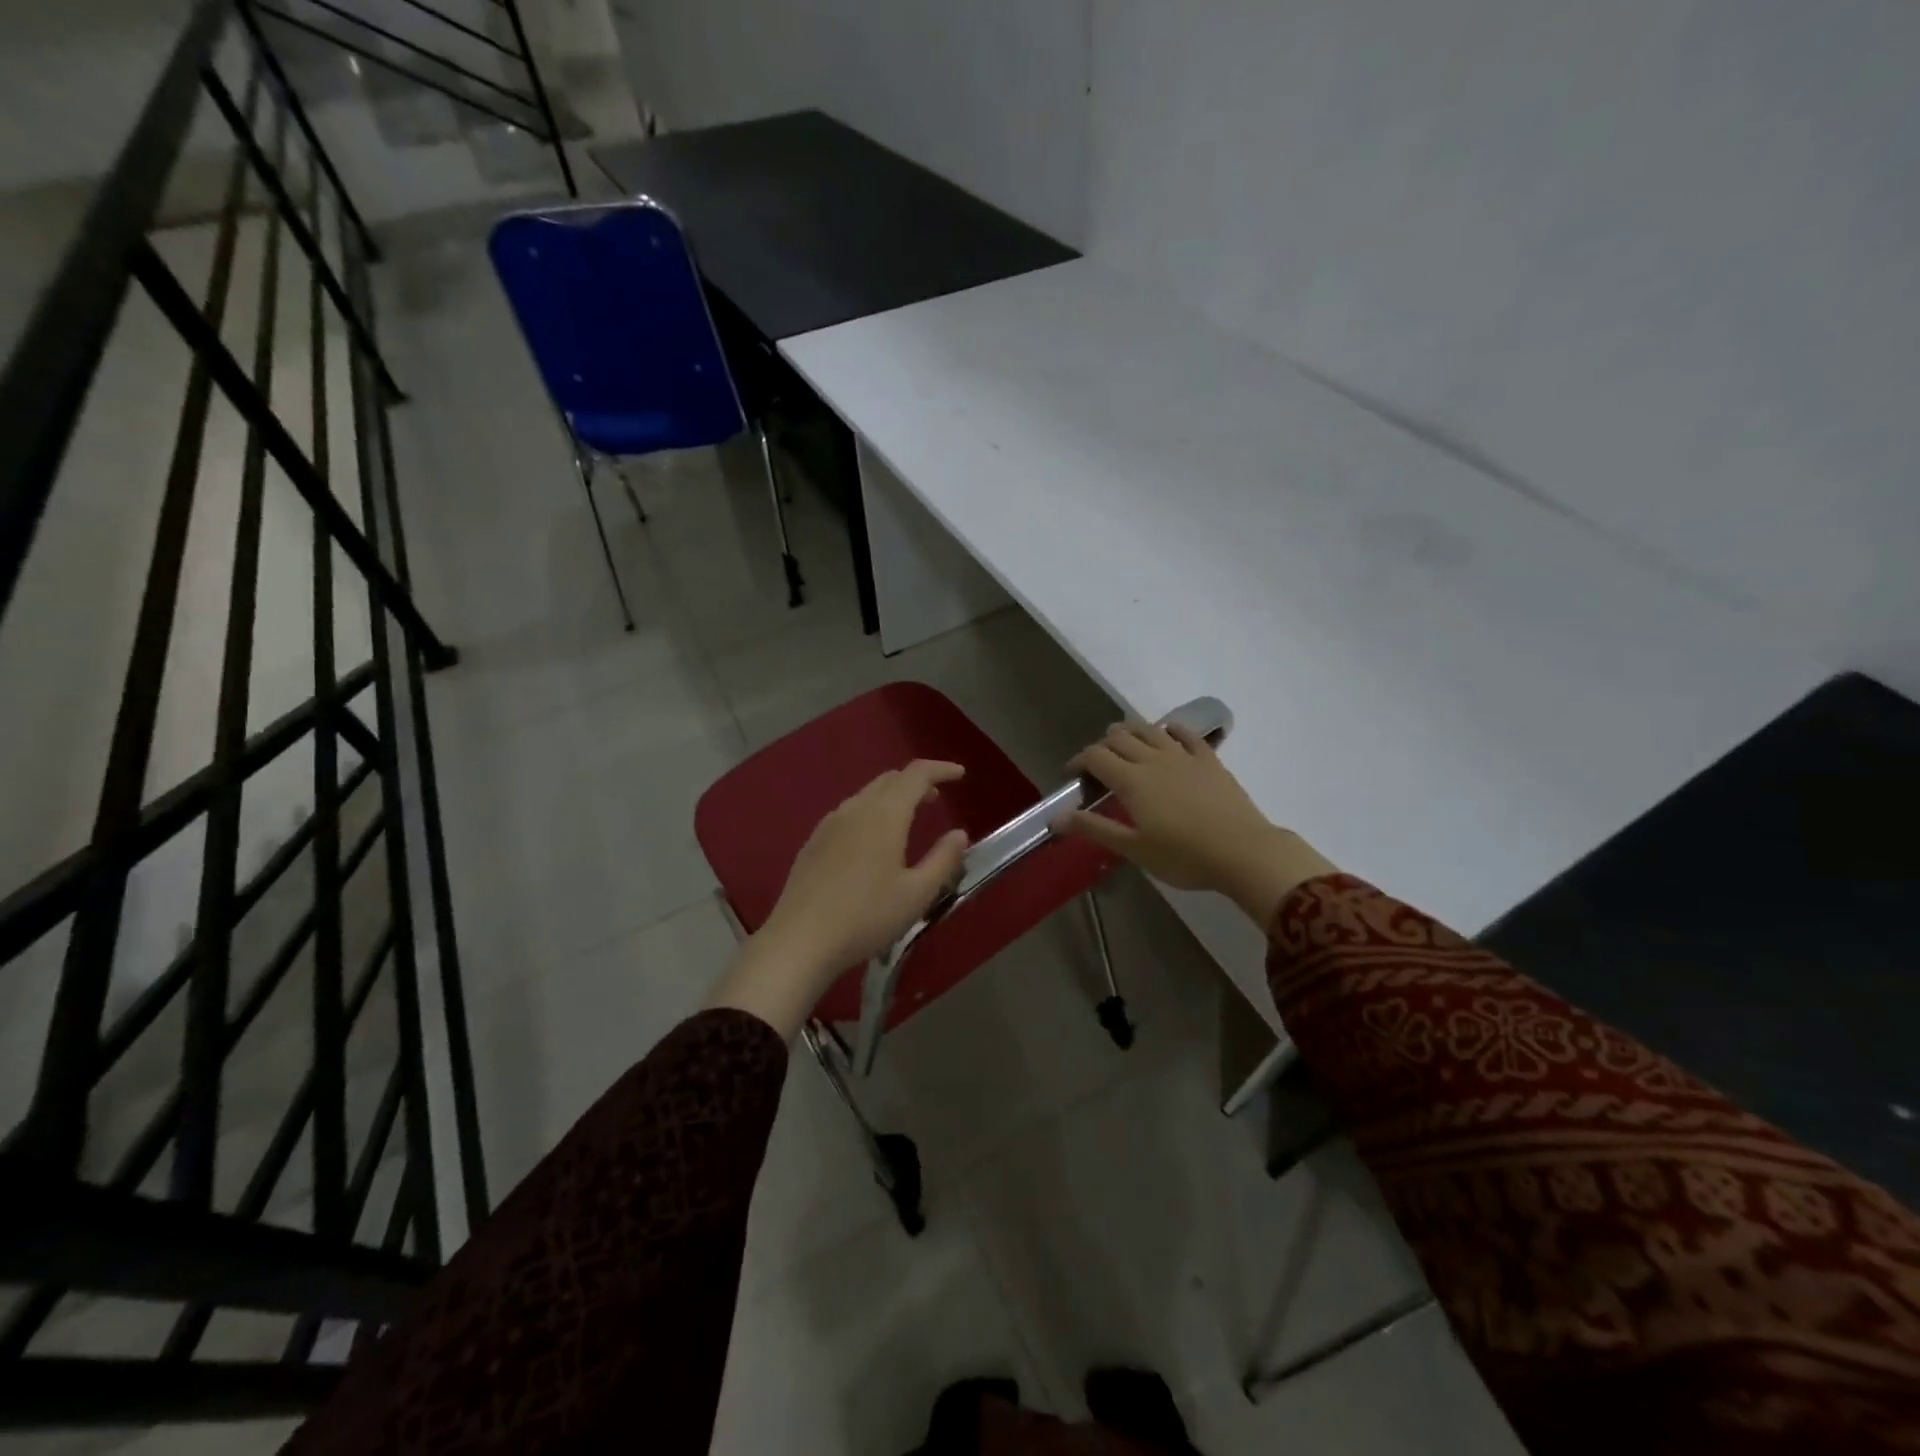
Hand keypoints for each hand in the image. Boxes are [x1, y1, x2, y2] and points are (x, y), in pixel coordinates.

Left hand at [709, 761, 969, 1037]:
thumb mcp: (916, 895)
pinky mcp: (813, 843)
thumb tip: (959, 834)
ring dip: (892, 797)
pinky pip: (848, 813)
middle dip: (916, 782)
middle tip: (936, 798)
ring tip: (907, 819)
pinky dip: (870, 812)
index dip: (940, 769)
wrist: (800, 941)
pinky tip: (871, 842)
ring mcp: (829, 824)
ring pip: (866, 795)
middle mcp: (855, 809)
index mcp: (884, 815)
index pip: (916, 774)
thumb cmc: (866, 917)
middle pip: (889, 780)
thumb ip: (943, 860)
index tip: (960, 775)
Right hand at [1054, 721, 1336, 929]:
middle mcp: (1153, 759)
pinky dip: (1171, 730)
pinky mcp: (1209, 761)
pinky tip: (1167, 732)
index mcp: (1131, 780)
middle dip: (1102, 746)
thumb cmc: (1183, 856)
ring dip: (1131, 731)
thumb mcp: (1134, 848)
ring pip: (1149, 730)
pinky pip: (1187, 735)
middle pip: (1119, 738)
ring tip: (1124, 742)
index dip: (1079, 761)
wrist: (1243, 852)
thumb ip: (1095, 829)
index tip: (1073, 775)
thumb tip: (1057, 818)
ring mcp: (1183, 756)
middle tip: (1097, 765)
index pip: (1095, 757)